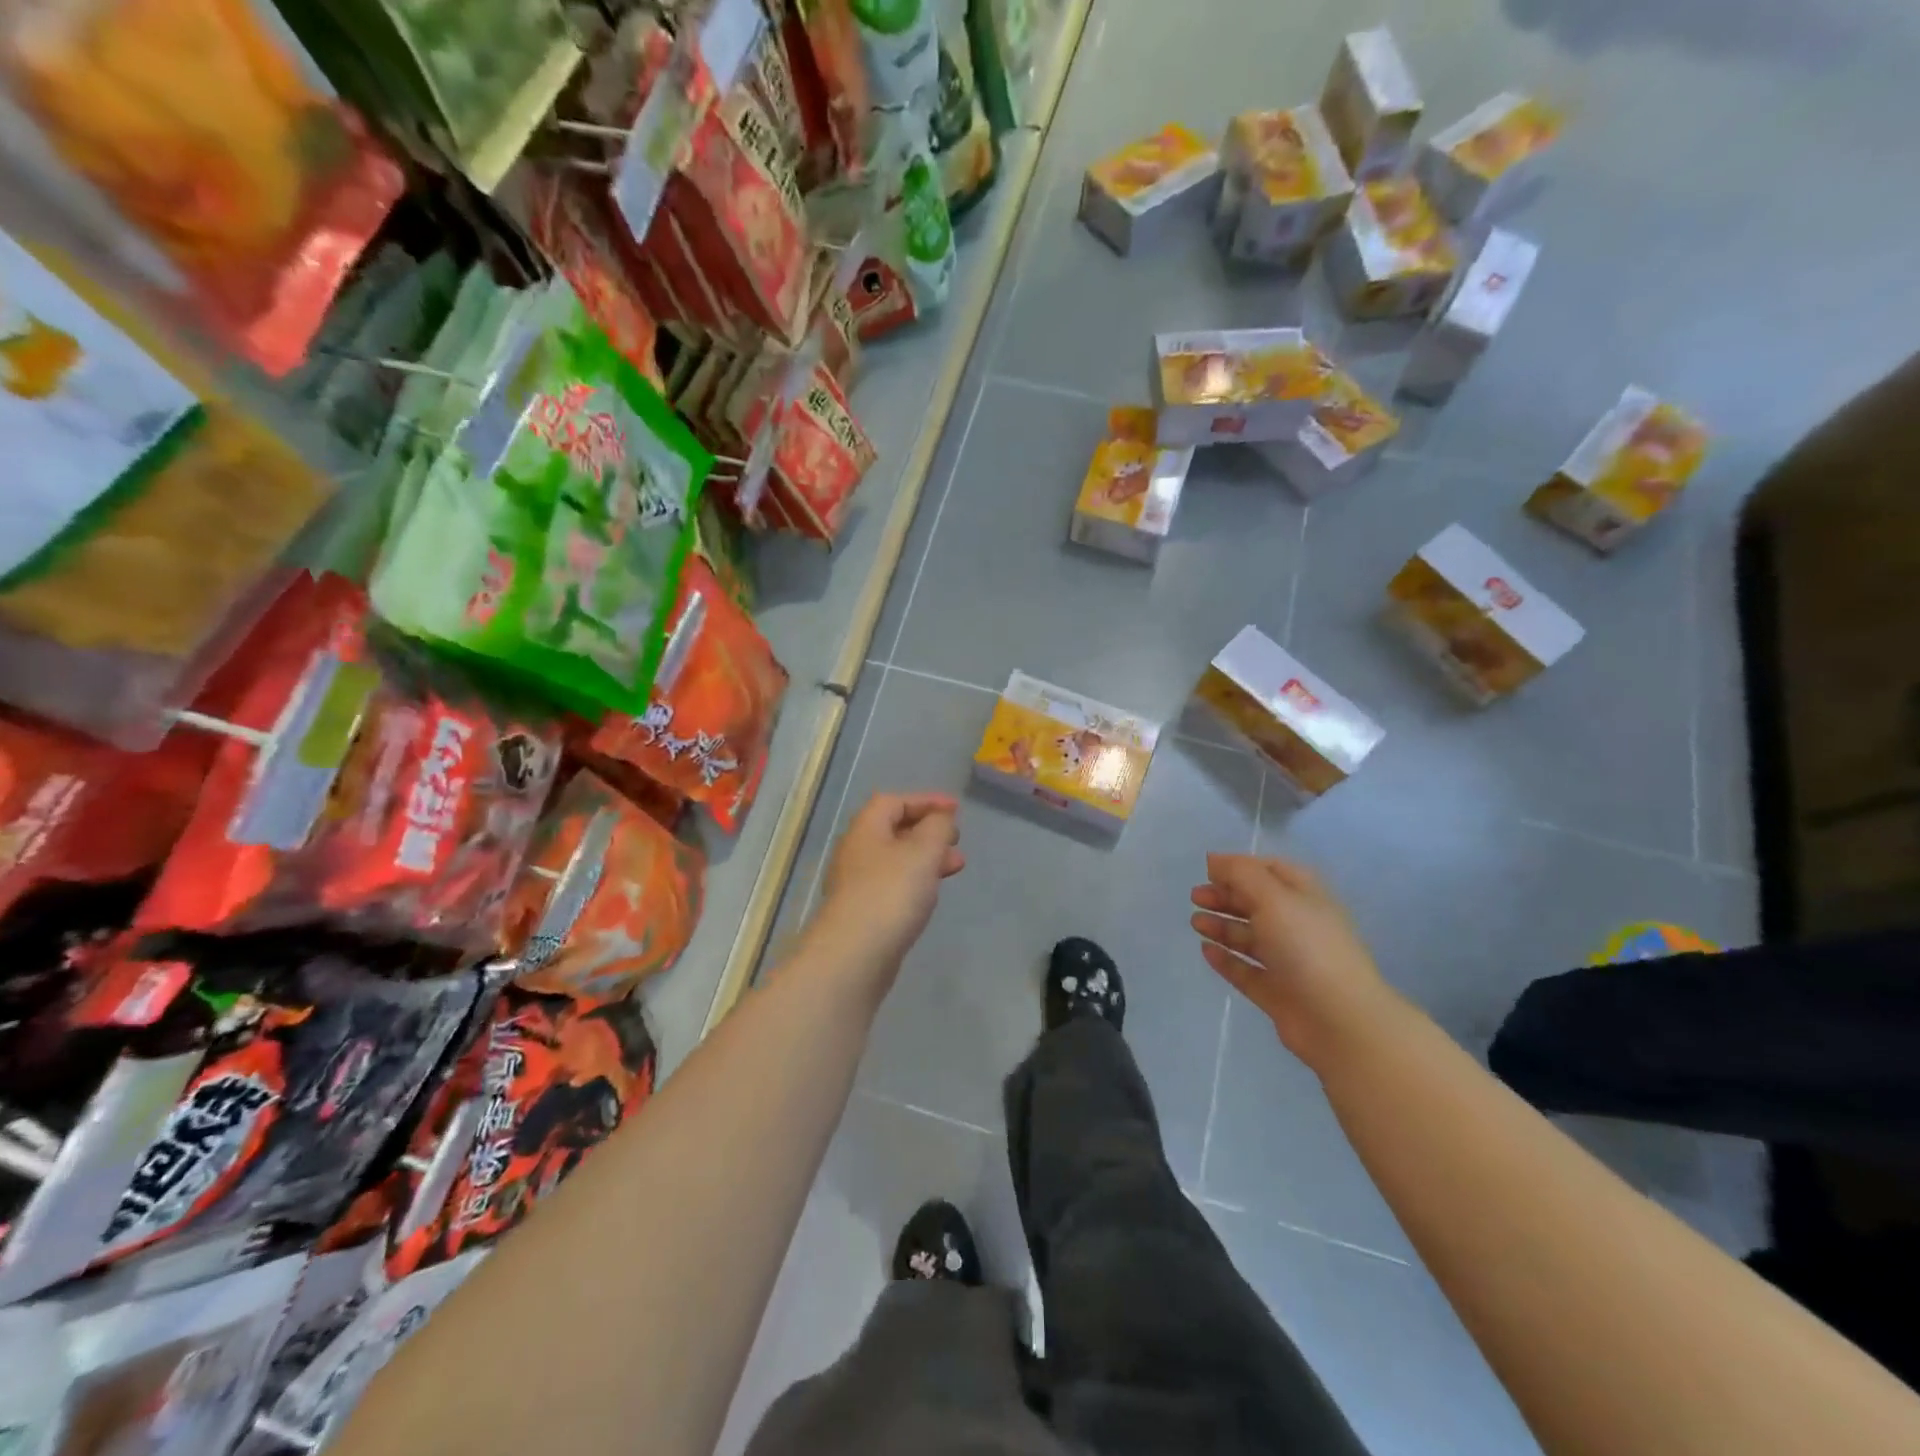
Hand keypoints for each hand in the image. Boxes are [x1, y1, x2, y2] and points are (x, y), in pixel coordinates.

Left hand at [808, 793, 964, 987]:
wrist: (854, 956)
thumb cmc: (891, 893)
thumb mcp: (923, 851)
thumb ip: (938, 828)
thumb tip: (941, 819)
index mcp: (866, 829)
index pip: (894, 801)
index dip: (926, 800)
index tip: (956, 809)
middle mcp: (856, 852)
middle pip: (894, 830)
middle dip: (929, 831)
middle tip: (956, 840)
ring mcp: (857, 884)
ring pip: (896, 860)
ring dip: (926, 858)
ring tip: (956, 867)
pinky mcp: (863, 912)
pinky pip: (893, 885)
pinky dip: (916, 881)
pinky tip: (931, 895)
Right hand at [1190, 853, 1401, 1070]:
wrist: (1339, 1020)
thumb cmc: (1307, 947)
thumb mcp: (1273, 897)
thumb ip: (1241, 874)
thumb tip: (1214, 859)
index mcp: (1305, 897)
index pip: (1271, 871)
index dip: (1240, 867)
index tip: (1208, 870)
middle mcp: (1298, 925)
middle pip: (1257, 903)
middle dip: (1225, 896)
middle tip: (1195, 897)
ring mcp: (1288, 961)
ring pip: (1250, 937)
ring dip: (1222, 926)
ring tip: (1196, 923)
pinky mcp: (1277, 992)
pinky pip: (1246, 970)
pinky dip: (1226, 960)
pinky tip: (1206, 951)